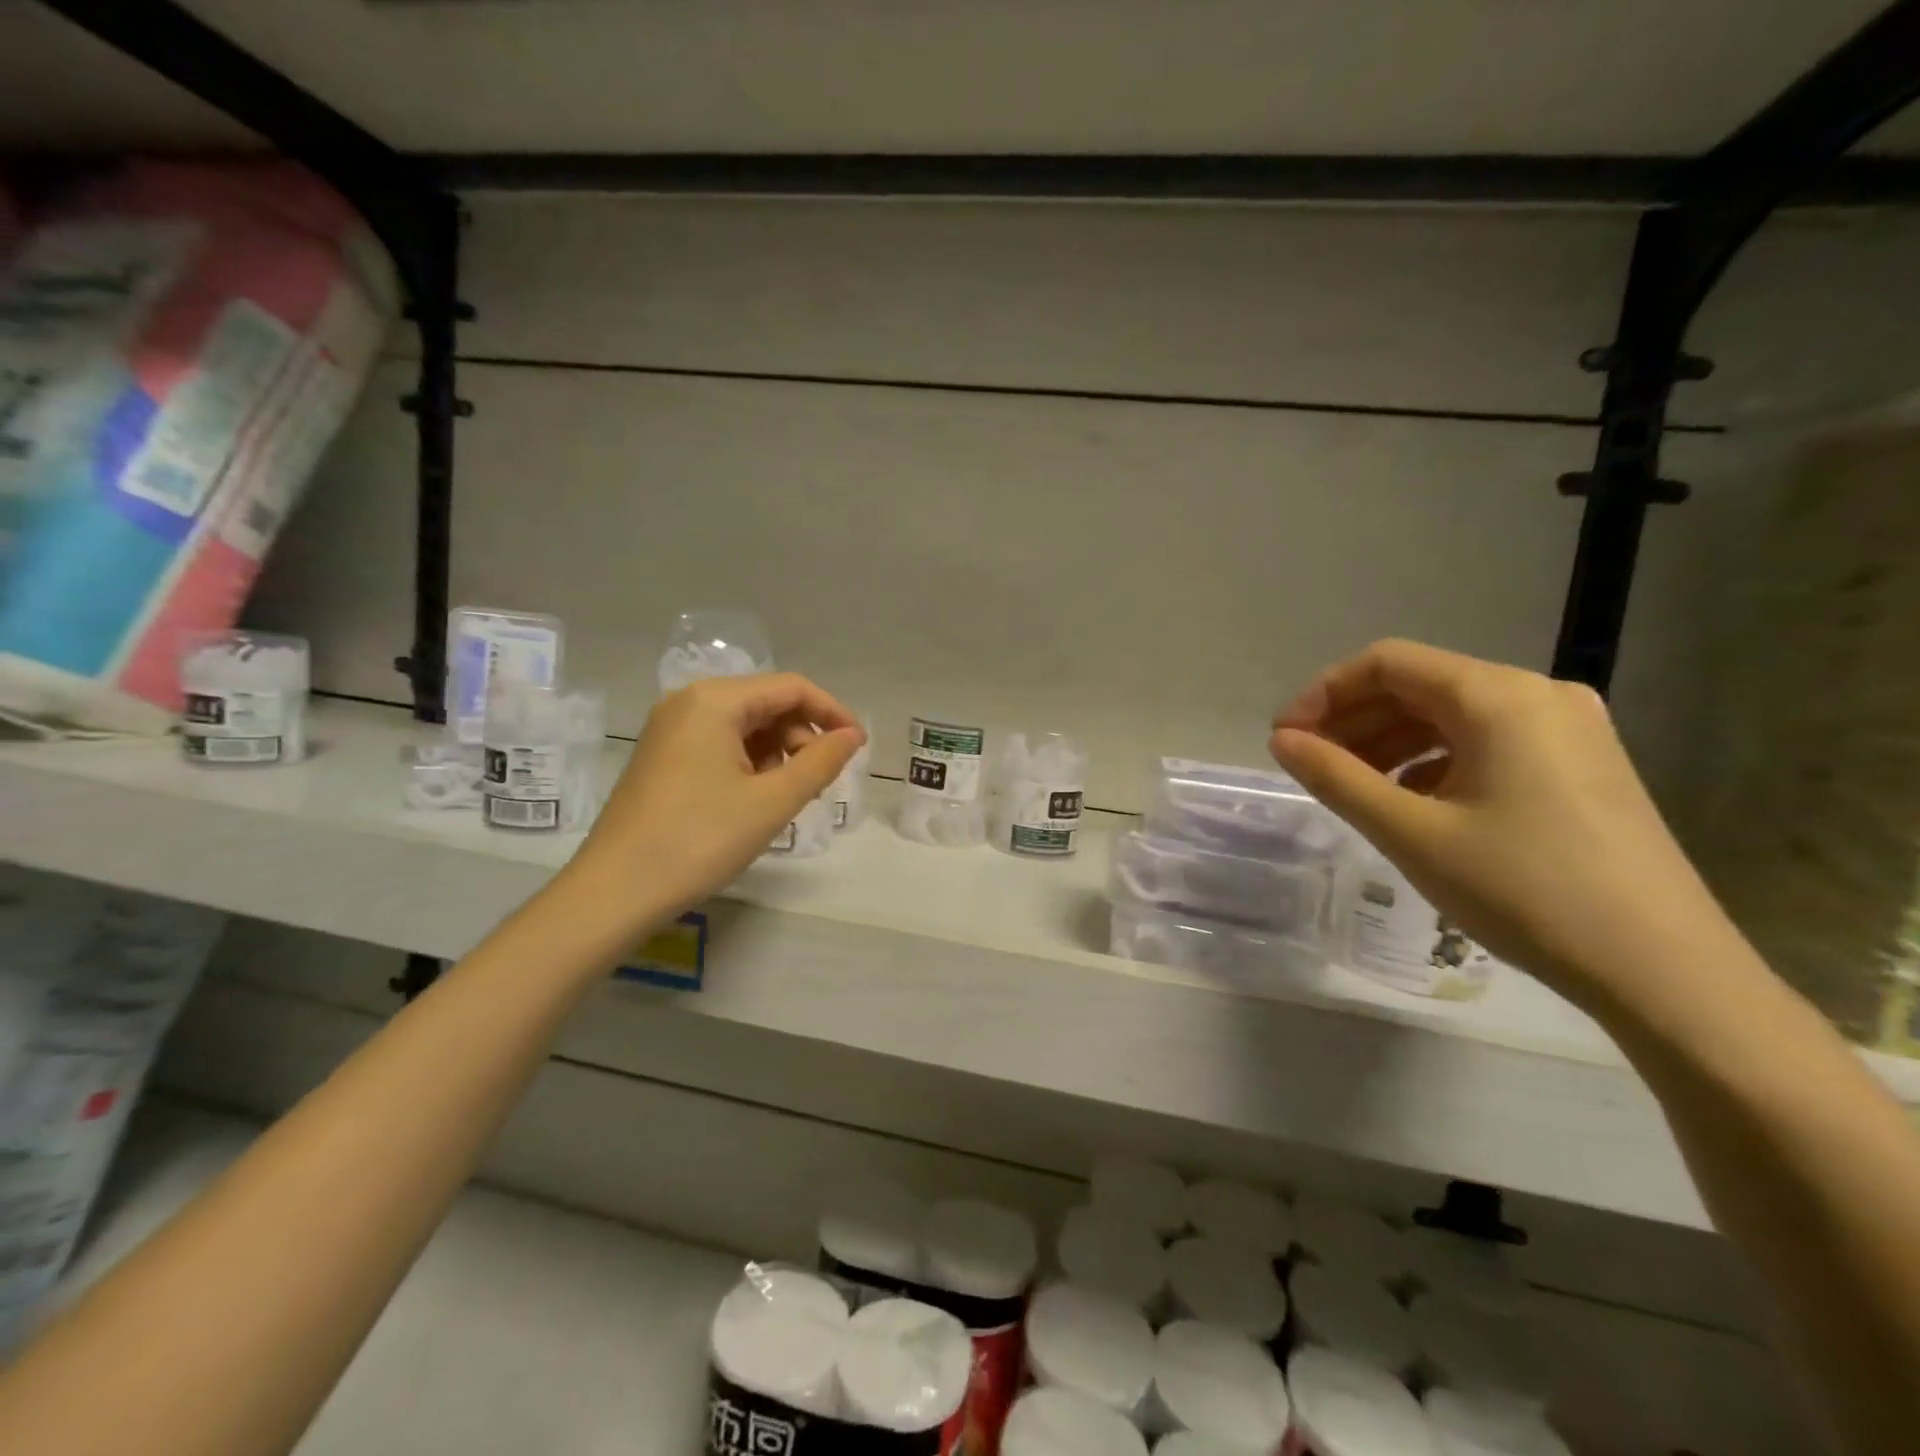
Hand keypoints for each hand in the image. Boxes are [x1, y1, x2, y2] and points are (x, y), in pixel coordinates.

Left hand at [567, 673, 863, 928]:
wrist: (615, 892)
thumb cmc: (699, 840)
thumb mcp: (772, 801)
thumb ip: (821, 762)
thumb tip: (853, 735)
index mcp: (715, 700)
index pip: (792, 687)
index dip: (832, 713)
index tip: (858, 747)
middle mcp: (689, 702)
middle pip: (767, 703)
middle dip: (802, 738)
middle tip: (818, 784)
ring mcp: (671, 729)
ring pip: (746, 726)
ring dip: (778, 754)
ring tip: (787, 798)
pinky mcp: (664, 757)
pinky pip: (721, 744)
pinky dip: (750, 764)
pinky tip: (756, 801)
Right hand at [1269, 640, 1737, 1012]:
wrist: (1665, 972)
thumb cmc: (1525, 891)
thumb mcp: (1411, 833)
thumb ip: (1336, 778)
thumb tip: (1282, 742)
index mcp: (1499, 697)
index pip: (1387, 663)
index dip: (1324, 694)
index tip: (1285, 740)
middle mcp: (1537, 695)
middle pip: (1419, 685)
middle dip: (1353, 720)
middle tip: (1308, 765)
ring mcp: (1568, 730)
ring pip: (1451, 715)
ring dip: (1389, 742)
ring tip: (1350, 787)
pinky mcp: (1581, 765)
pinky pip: (1485, 743)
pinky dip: (1432, 761)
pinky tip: (1410, 802)